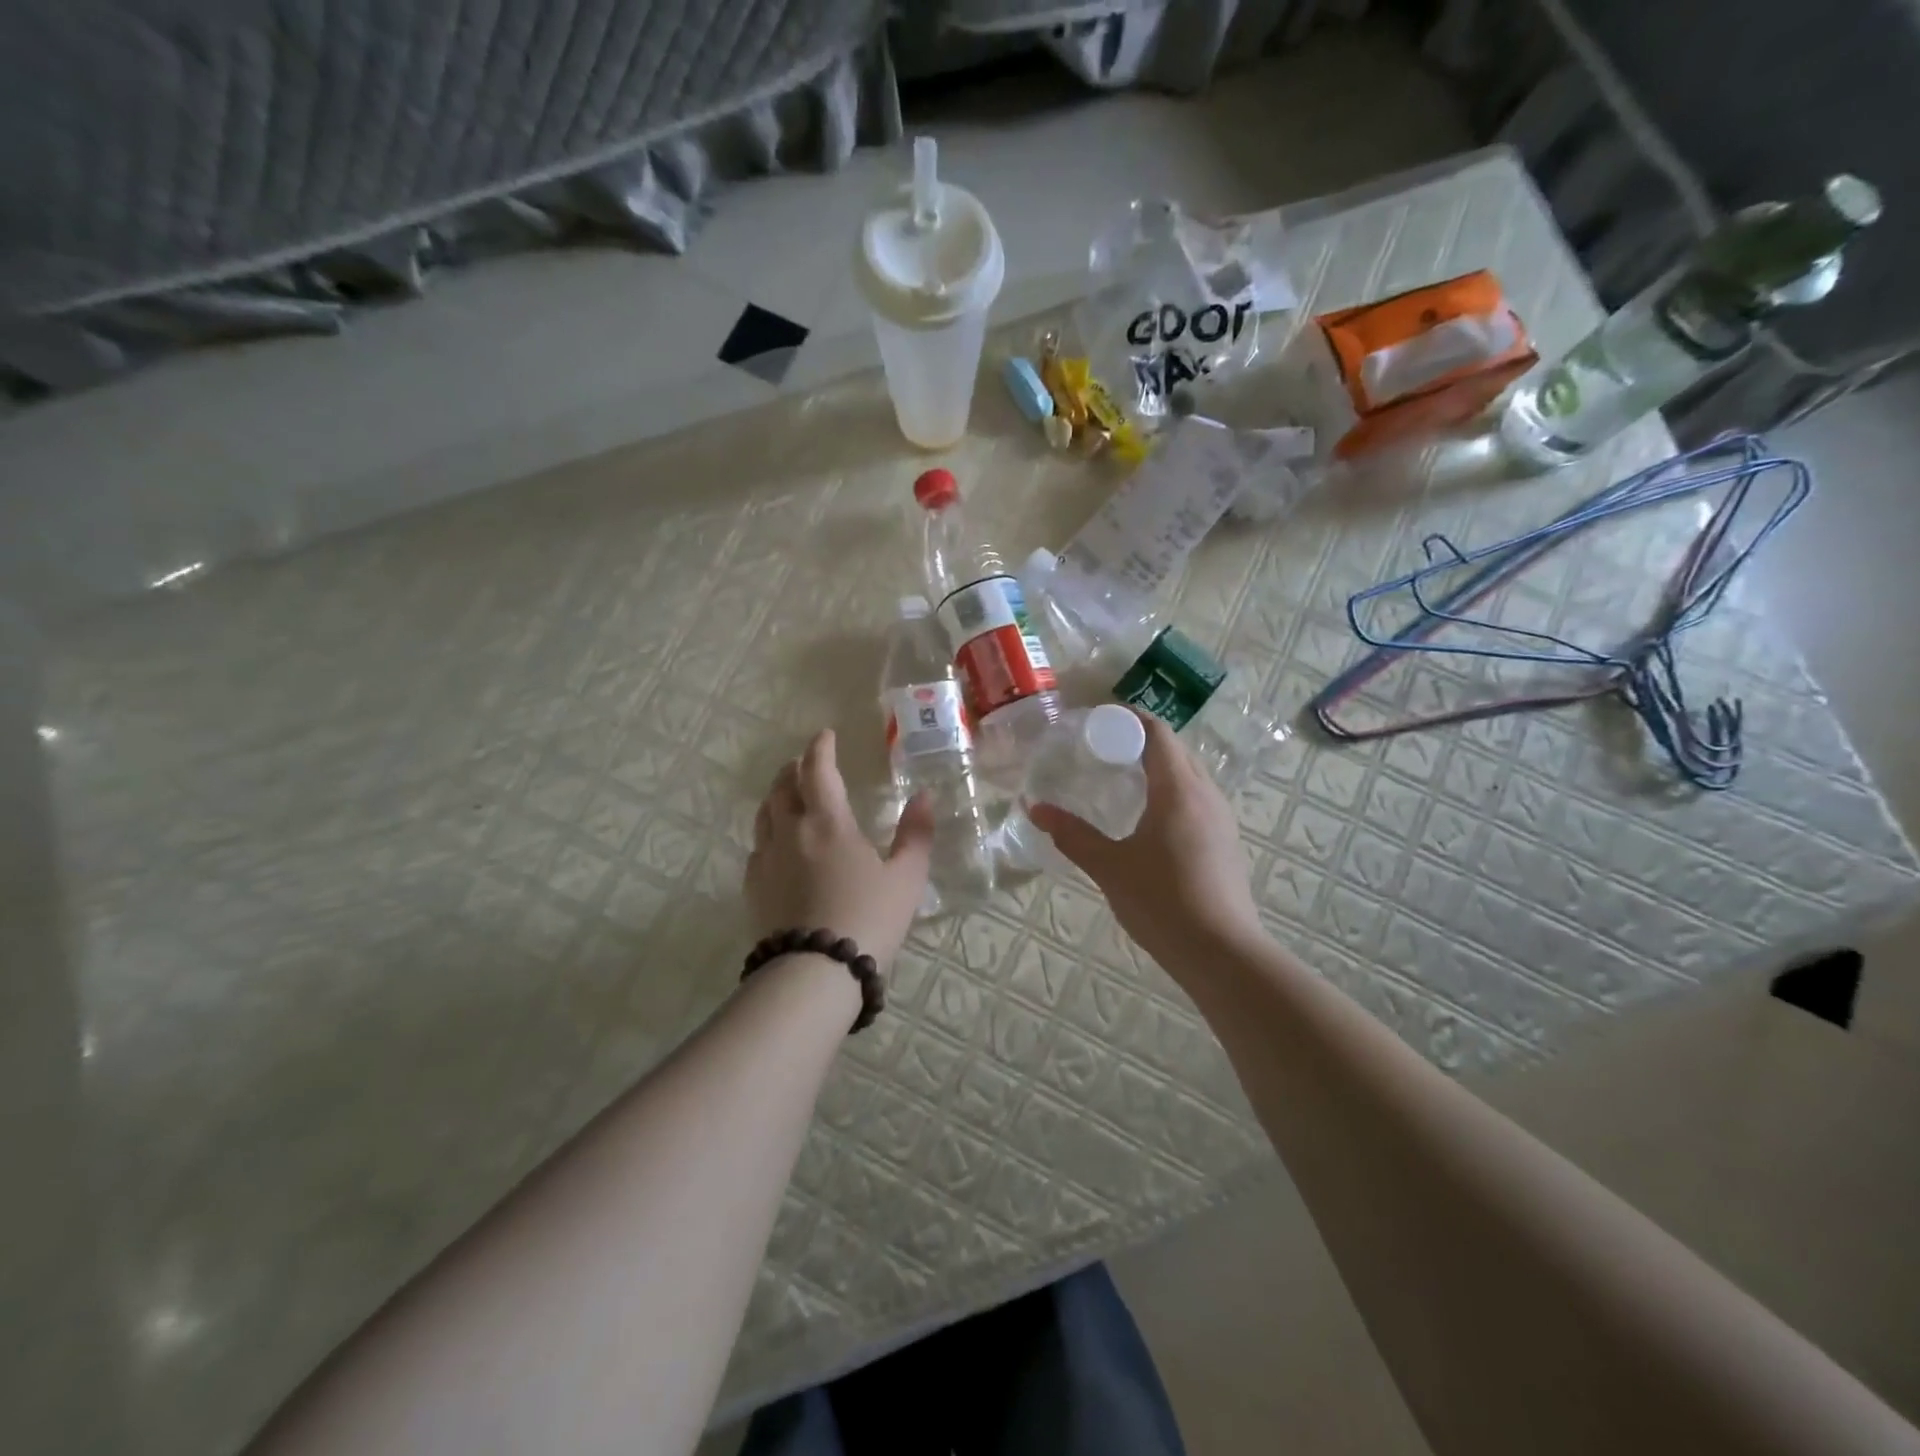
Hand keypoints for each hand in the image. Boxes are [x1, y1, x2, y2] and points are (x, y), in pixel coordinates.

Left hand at [747, 729, 933, 974]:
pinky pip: (757, 845)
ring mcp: (766, 858)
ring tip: (789, 794)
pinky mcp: (753, 886)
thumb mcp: (906, 878)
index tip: (825, 735)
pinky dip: (768, 830)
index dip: (820, 747)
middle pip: (784, 786)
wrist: (815, 972)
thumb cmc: (869, 919)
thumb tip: (925, 796)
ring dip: (777, 794)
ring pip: (765, 813)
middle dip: (795, 768)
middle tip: (807, 763)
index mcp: (828, 822)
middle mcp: (791, 831)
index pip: (817, 769)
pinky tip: (777, 843)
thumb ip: (916, 834)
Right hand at [1028, 712, 1262, 973]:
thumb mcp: (1109, 867)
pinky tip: (1149, 819)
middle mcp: (1206, 794)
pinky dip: (1172, 792)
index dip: (1128, 719)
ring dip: (1159, 767)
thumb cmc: (1162, 902)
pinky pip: (1197, 799)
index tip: (1097, 721)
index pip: (1157, 733)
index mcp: (1178, 789)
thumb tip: (1034, 809)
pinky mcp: (1226, 842)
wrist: (1222, 953)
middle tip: (1102, 749)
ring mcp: (1221, 819)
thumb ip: (1072, 834)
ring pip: (1189, 775)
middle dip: (1140, 741)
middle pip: (1175, 750)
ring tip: (1122, 779)